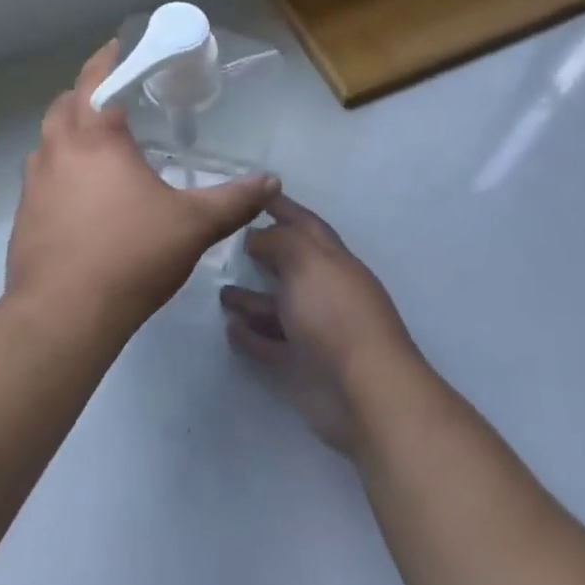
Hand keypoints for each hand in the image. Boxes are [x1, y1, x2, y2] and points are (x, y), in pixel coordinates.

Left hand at [7, 41, 278, 334]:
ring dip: (69, 133)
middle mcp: (57, 151)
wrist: (64, 314)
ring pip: (48, 142)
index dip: (107, 58)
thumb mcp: (193, 226)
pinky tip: (82, 198)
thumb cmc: (130, 255)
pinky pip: (41, 177)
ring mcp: (33, 184)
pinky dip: (59, 170)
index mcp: (94, 139)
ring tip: (99, 147)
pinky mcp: (24, 216)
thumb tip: (271, 182)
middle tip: (113, 100)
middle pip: (64, 106)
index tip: (117, 45)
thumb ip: (233, 200)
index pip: (95, 80)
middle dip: (86, 94)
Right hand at [221, 196, 421, 454]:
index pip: (305, 225)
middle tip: (226, 242)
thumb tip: (257, 238)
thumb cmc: (335, 314)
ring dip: (250, 298)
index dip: (282, 207)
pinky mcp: (302, 366)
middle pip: (290, 265)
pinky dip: (251, 336)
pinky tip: (230, 328)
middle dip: (263, 252)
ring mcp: (314, 331)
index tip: (255, 192)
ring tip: (220, 291)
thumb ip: (279, 241)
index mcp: (333, 261)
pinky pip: (269, 344)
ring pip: (277, 307)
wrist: (364, 392)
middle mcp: (325, 292)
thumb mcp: (306, 261)